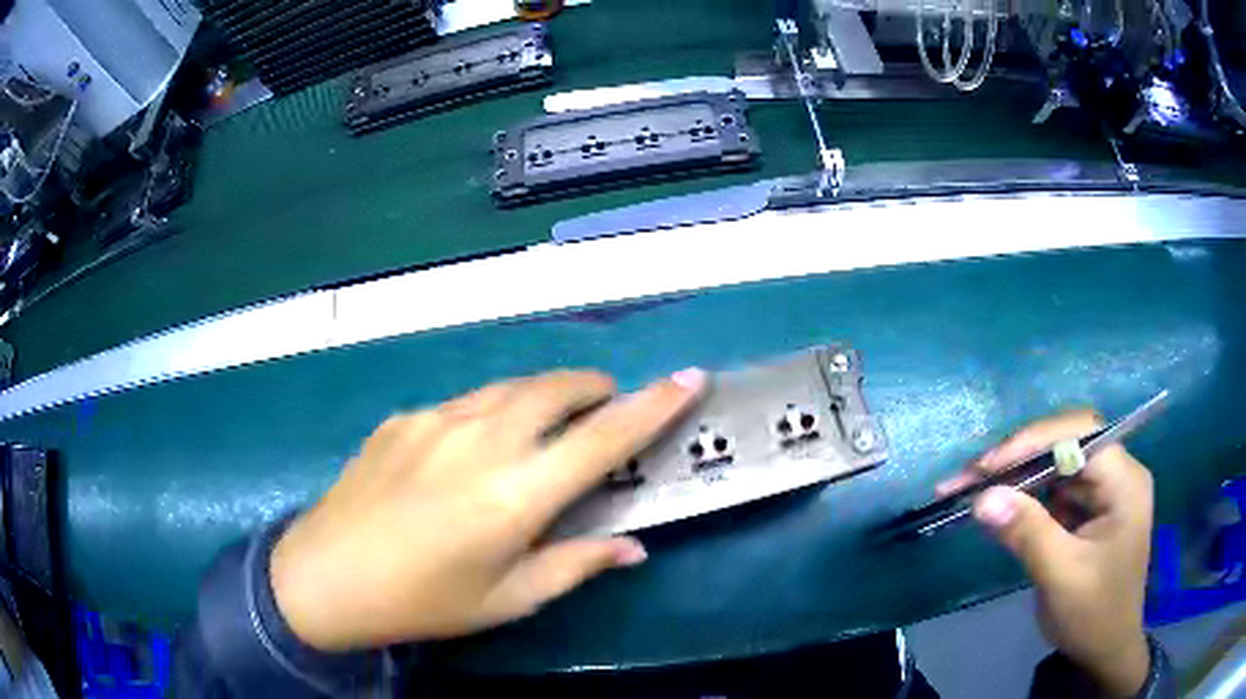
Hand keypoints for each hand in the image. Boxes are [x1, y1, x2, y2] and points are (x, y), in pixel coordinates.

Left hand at [270, 368, 705, 650]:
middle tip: (601, 411)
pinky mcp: (404, 417)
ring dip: (542, 396)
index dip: (654, 405)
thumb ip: (576, 564)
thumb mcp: (508, 599)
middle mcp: (481, 440)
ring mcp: (436, 420)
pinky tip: (469, 452)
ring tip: (543, 426)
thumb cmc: (424, 601)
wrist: (326, 576)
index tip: (690, 378)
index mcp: (516, 494)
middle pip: (557, 387)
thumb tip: (632, 547)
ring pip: (510, 386)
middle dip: (593, 389)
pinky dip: (490, 414)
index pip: (605, 437)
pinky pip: (464, 404)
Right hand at [937, 410, 1153, 697]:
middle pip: (1066, 444)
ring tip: (973, 486)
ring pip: (1055, 465)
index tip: (988, 466)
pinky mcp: (1087, 510)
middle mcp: (1116, 474)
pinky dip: (1023, 495)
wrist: (1104, 651)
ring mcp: (1102, 491)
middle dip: (1018, 456)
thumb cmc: (1094, 615)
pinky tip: (998, 504)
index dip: (1034, 441)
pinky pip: (1053, 490)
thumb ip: (1027, 533)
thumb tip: (982, 498)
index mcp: (1124, 480)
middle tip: (971, 475)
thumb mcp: (1062, 577)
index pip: (1081, 435)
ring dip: (1015, 474)